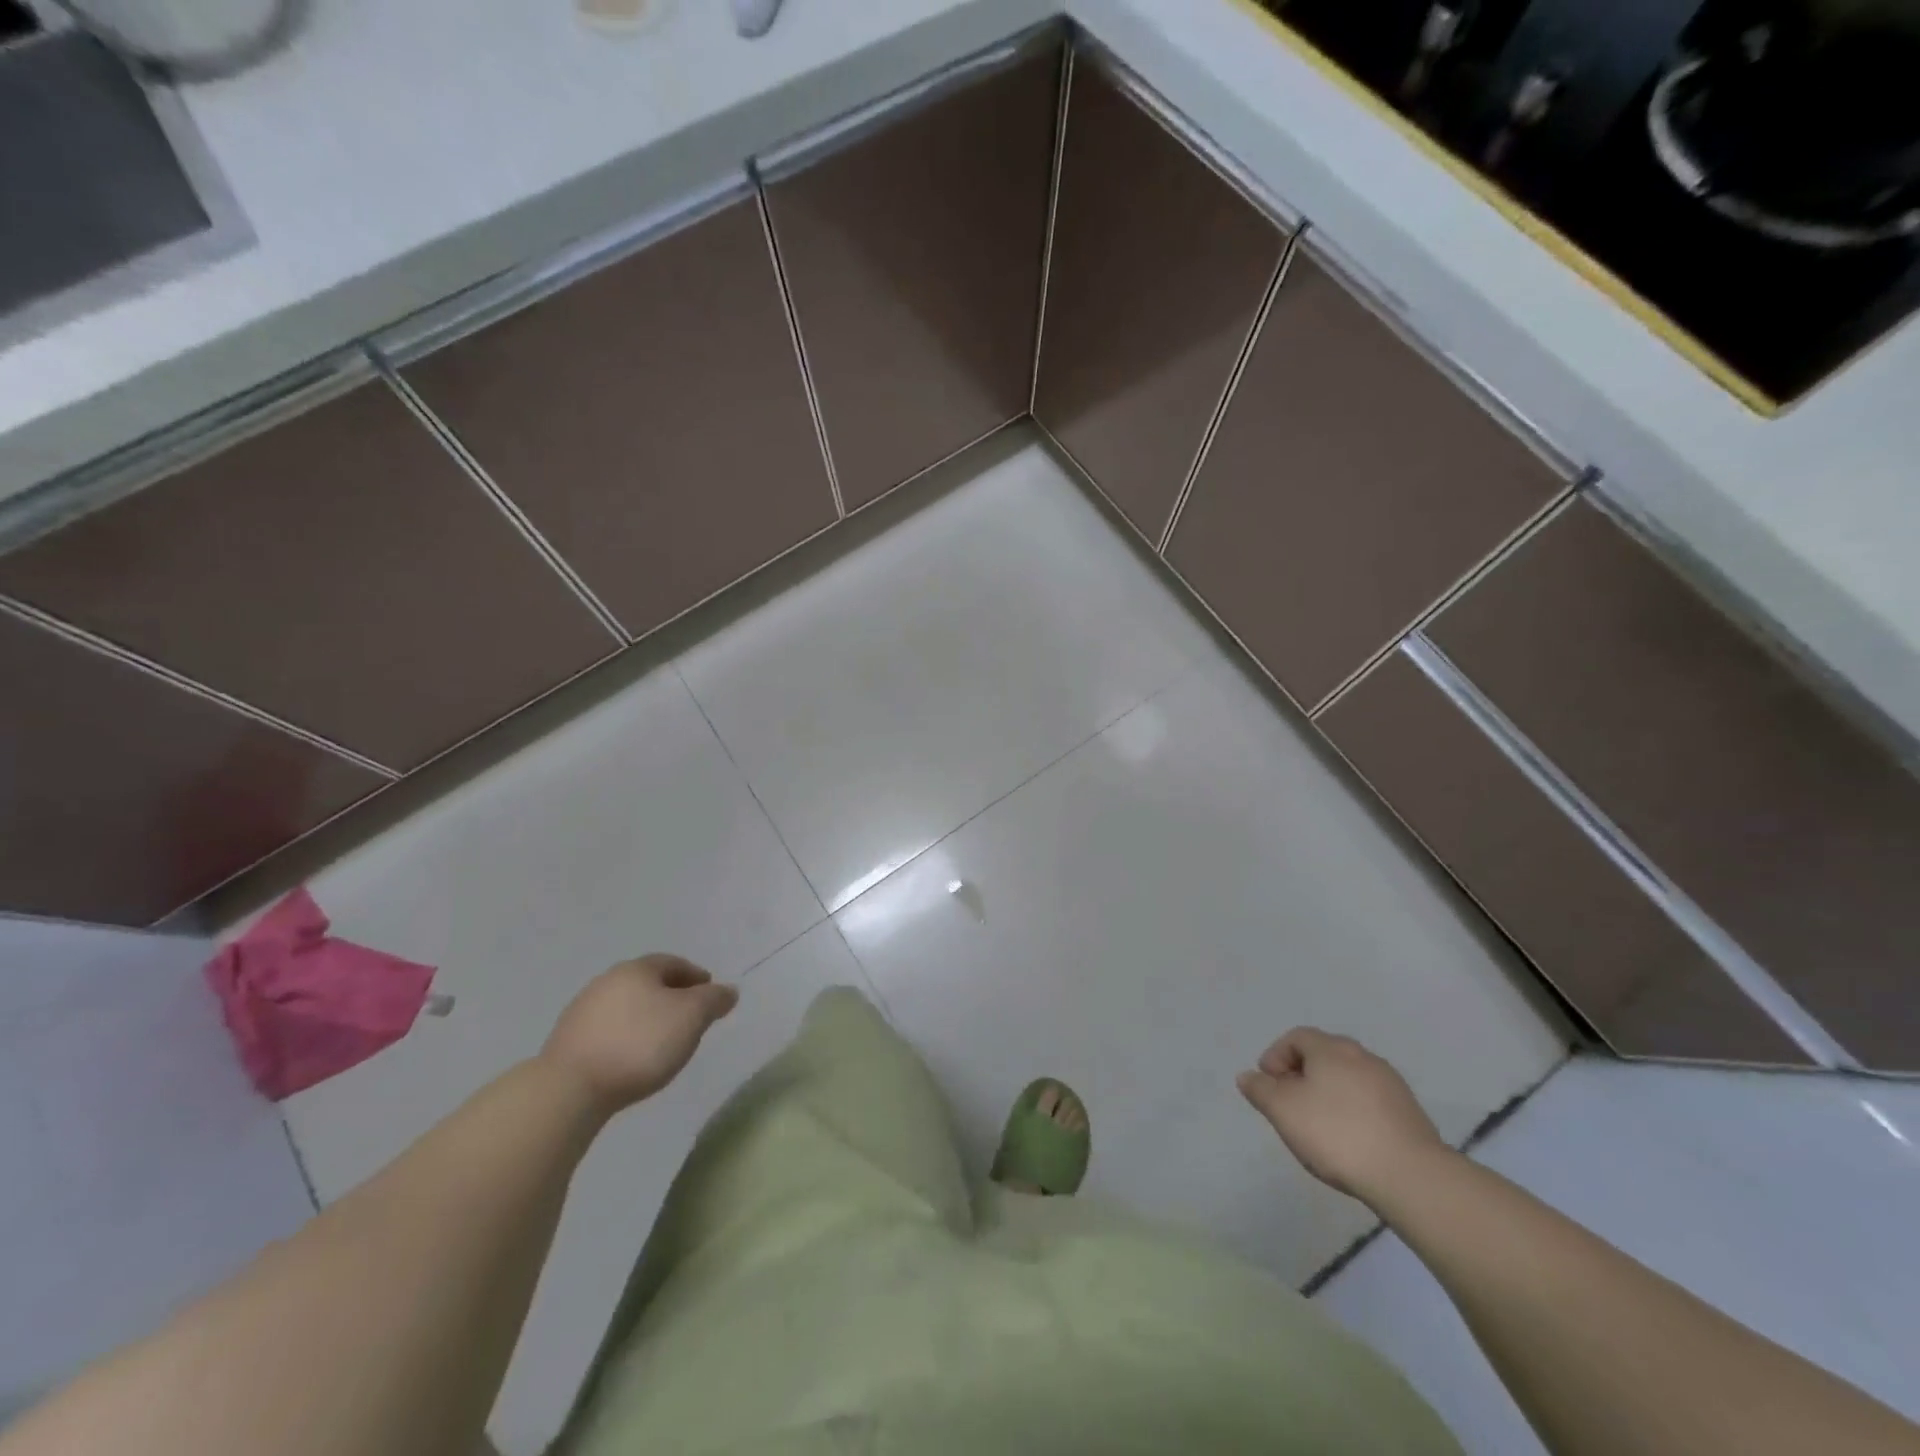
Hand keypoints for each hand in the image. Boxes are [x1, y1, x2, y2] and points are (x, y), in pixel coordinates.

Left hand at [541, 954, 737, 1114]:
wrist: (569, 1089)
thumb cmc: (640, 1044)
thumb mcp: (691, 1017)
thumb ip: (714, 1000)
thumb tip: (728, 991)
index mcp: (637, 969)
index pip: (673, 963)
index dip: (696, 977)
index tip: (710, 994)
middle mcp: (607, 981)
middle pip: (648, 983)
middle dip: (671, 996)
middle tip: (690, 1017)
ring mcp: (582, 1011)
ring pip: (626, 1007)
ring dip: (646, 1018)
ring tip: (662, 1042)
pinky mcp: (567, 1042)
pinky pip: (608, 1031)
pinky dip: (626, 1037)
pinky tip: (632, 1058)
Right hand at [1237, 1028, 1447, 1203]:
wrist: (1411, 1176)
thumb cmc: (1336, 1134)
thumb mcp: (1283, 1111)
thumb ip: (1260, 1090)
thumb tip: (1248, 1076)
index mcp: (1331, 1048)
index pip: (1296, 1037)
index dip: (1276, 1057)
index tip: (1268, 1086)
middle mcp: (1362, 1056)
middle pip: (1323, 1056)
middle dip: (1301, 1075)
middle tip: (1290, 1106)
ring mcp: (1390, 1083)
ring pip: (1347, 1079)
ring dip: (1328, 1094)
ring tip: (1319, 1127)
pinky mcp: (1409, 1112)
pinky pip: (1369, 1101)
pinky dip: (1353, 1111)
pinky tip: (1350, 1140)